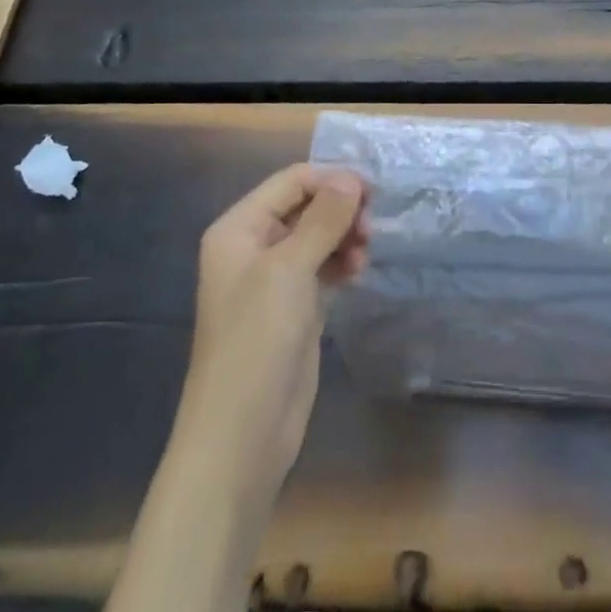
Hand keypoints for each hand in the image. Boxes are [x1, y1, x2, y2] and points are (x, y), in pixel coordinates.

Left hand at [182, 165, 368, 494]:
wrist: (243, 432)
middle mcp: (254, 247)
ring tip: (363, 257)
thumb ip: (323, 219)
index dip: (332, 181)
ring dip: (345, 237)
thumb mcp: (289, 270)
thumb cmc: (257, 341)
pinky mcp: (295, 307)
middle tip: (370, 230)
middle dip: (341, 210)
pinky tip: (357, 273)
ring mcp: (275, 279)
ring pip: (319, 236)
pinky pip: (324, 266)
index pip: (291, 182)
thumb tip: (352, 179)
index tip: (371, 196)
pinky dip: (342, 262)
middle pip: (307, 206)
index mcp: (239, 229)